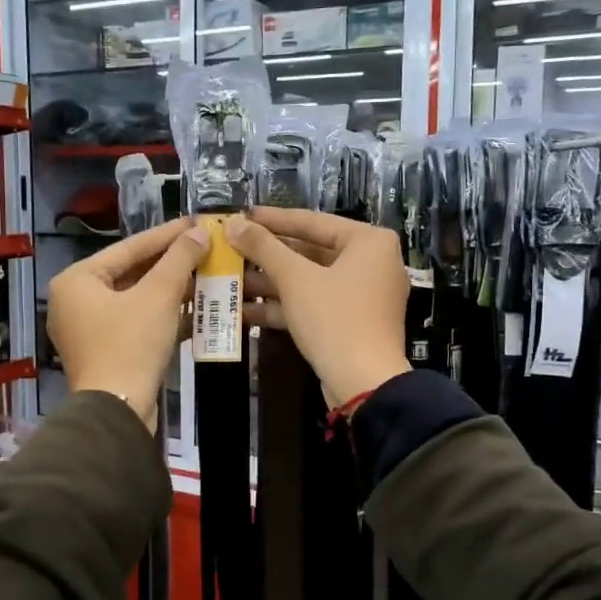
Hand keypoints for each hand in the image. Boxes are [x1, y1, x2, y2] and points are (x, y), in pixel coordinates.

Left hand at [48, 217, 208, 430]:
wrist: (117, 412)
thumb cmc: (131, 345)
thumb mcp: (159, 296)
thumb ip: (179, 259)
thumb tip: (200, 232)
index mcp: (77, 280)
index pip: (129, 247)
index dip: (167, 235)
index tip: (196, 222)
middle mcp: (76, 300)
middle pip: (132, 272)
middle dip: (172, 264)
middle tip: (205, 247)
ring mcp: (89, 328)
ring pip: (137, 299)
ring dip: (173, 290)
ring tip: (208, 274)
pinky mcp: (106, 351)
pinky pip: (137, 322)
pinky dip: (164, 315)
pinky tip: (197, 309)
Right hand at [224, 207, 410, 407]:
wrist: (364, 384)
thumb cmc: (334, 319)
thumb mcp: (294, 279)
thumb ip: (263, 247)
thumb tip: (233, 224)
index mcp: (369, 241)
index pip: (312, 221)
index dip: (272, 219)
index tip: (241, 215)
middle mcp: (371, 263)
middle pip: (309, 252)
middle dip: (267, 256)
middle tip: (231, 248)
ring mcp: (361, 295)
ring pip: (308, 280)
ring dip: (269, 283)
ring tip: (229, 279)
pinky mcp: (350, 322)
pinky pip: (313, 304)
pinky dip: (283, 306)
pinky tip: (243, 310)